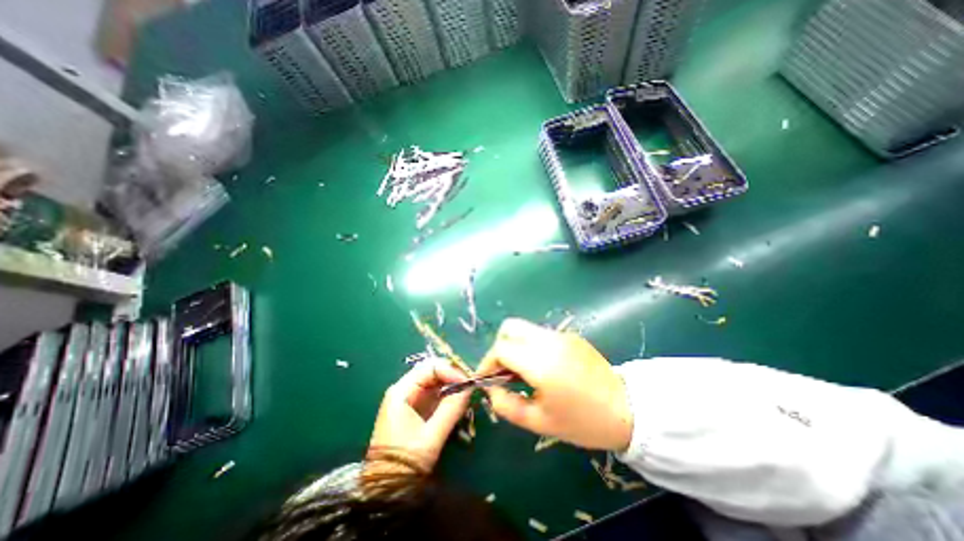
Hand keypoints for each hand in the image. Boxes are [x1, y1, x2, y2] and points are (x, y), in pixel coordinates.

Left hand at [368, 359, 473, 472]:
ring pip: (434, 382)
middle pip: (432, 371)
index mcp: (402, 391)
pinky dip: (447, 395)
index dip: (450, 371)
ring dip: (451, 385)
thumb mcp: (431, 436)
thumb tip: (470, 388)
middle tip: (470, 385)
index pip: (429, 367)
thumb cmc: (404, 462)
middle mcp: (404, 390)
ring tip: (467, 393)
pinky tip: (458, 402)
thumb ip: (451, 409)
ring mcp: (409, 400)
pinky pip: (434, 394)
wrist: (385, 492)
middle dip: (452, 375)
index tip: (467, 383)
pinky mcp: (415, 410)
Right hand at [476, 318, 632, 451]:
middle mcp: (549, 341)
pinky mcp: (570, 335)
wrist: (627, 410)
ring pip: (525, 328)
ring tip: (521, 370)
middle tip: (503, 370)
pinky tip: (542, 366)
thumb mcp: (539, 422)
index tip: (486, 378)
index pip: (501, 348)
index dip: (487, 362)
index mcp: (541, 363)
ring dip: (515, 344)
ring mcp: (561, 335)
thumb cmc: (582, 422)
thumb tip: (491, 390)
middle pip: (510, 327)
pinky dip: (530, 344)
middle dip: (499, 346)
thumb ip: (507, 406)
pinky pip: (540, 333)